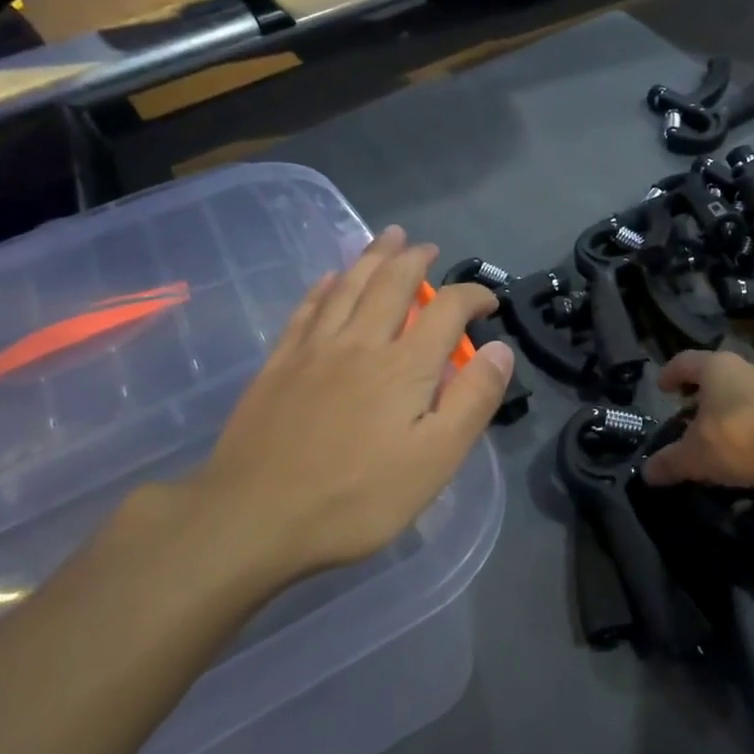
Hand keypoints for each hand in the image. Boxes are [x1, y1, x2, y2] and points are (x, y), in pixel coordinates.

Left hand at [164, 227, 513, 588]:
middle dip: (415, 259)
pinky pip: (308, 308)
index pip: (448, 309)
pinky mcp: (280, 363)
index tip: (488, 302)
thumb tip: (500, 349)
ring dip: (373, 256)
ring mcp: (314, 348)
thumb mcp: (435, 460)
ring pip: (349, 285)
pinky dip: (326, 285)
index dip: (473, 295)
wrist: (254, 515)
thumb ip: (472, 400)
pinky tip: (331, 278)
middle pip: (393, 282)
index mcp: (404, 365)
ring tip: (388, 237)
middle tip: (428, 247)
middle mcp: (361, 341)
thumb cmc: (356, 497)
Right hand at [642, 349, 753, 491]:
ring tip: (708, 436)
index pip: (685, 362)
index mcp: (716, 367)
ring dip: (721, 413)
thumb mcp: (694, 454)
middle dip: (697, 395)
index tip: (661, 388)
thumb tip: (646, 473)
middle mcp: (744, 370)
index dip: (670, 374)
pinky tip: (734, 452)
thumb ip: (669, 461)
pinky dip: (741, 429)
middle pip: (713, 376)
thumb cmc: (737, 437)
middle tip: (683, 414)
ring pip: (736, 396)